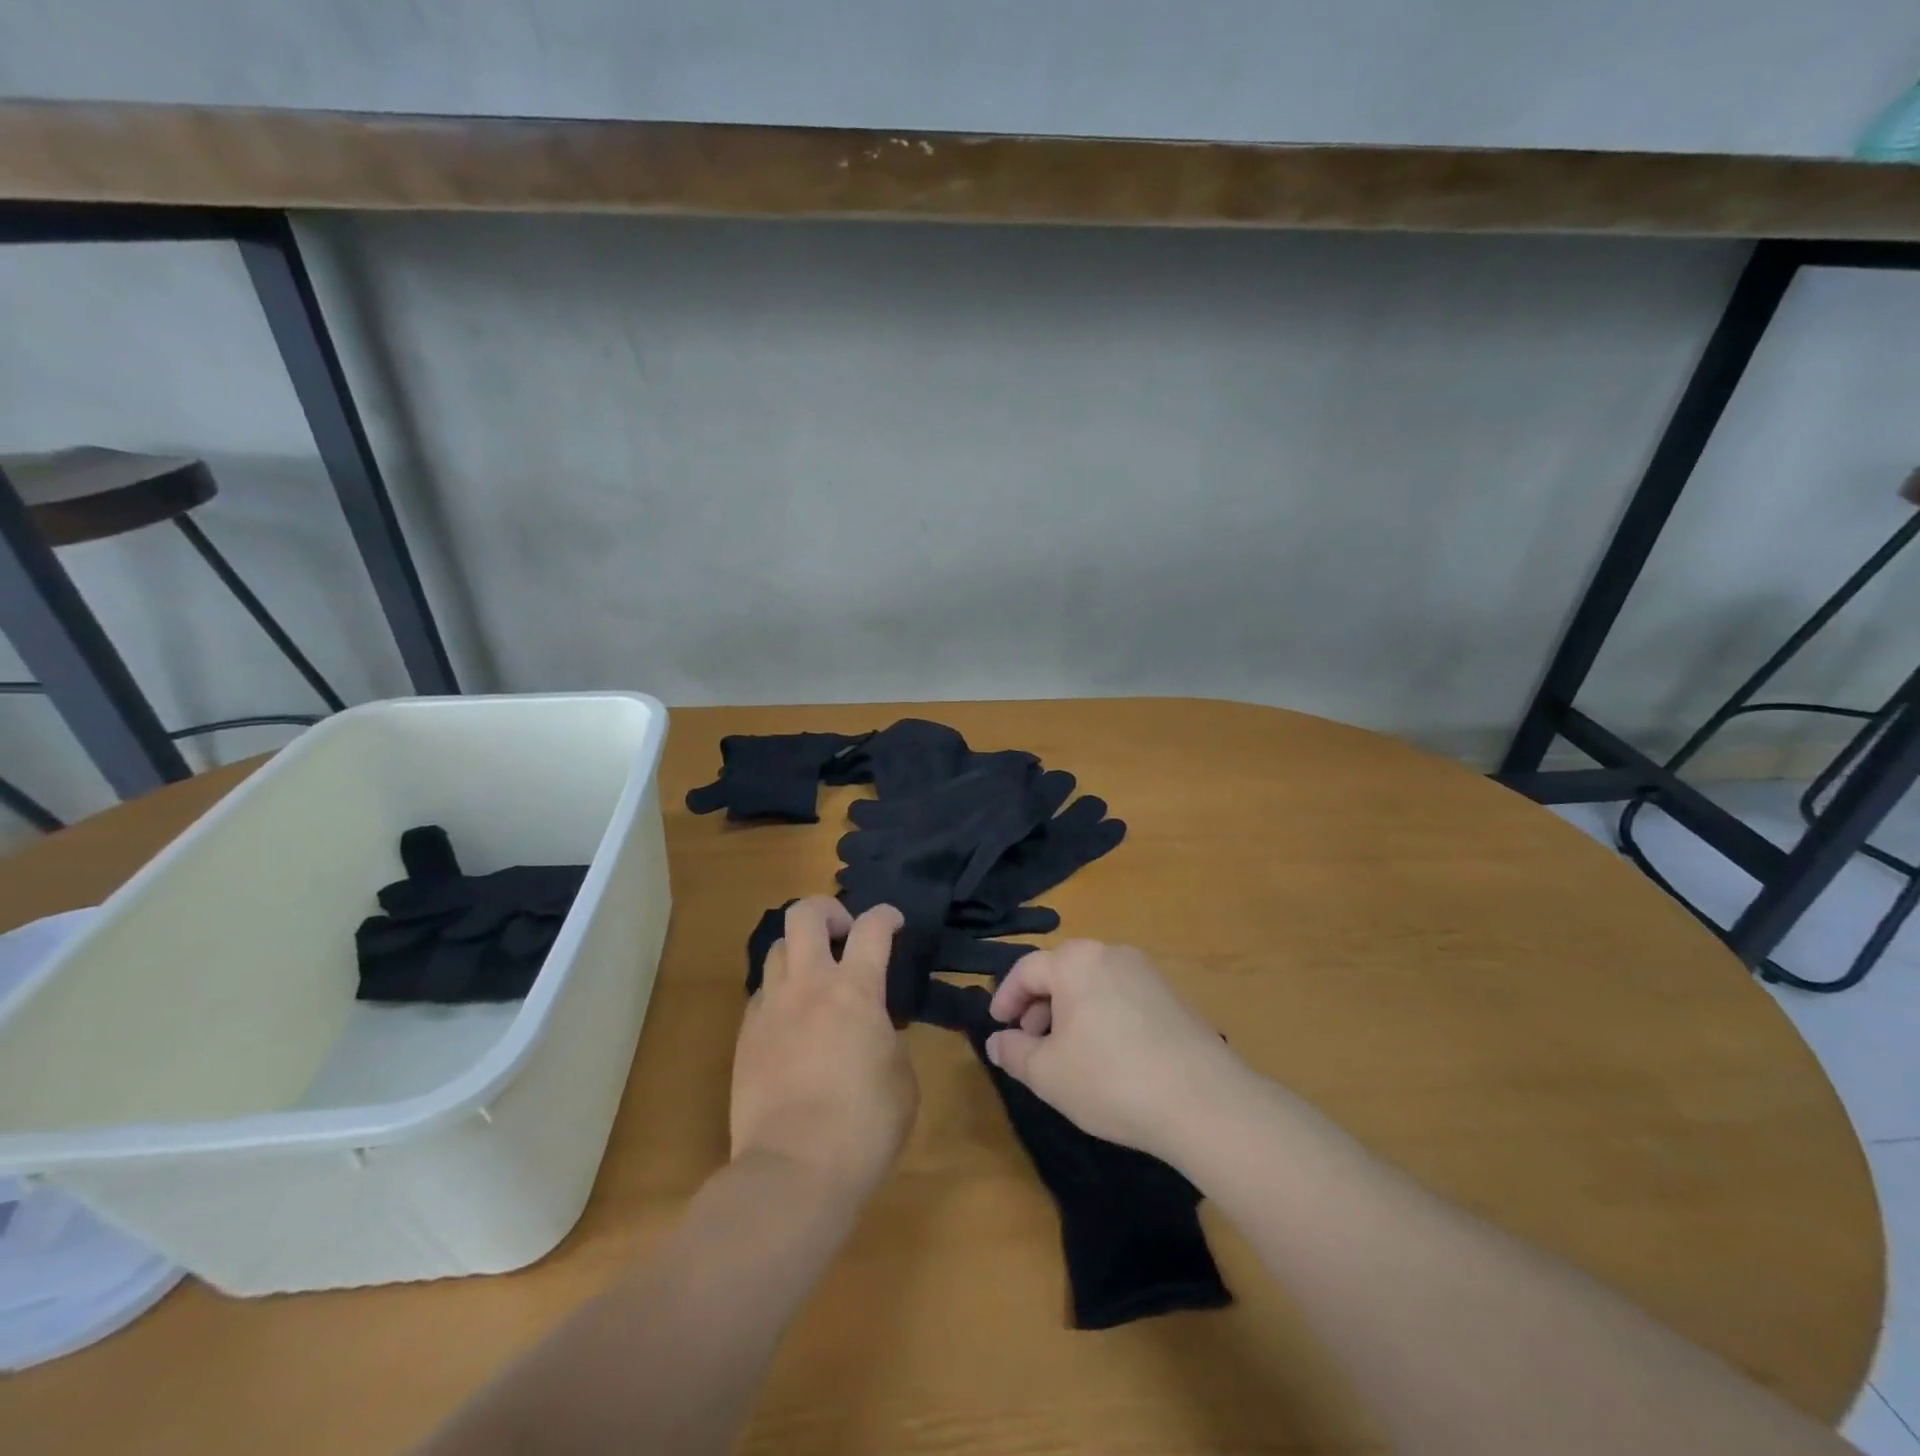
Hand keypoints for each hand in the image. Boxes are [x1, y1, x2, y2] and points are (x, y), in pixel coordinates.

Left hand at [730, 897, 918, 1197]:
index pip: (873, 927)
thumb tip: (875, 1030)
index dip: (887, 915)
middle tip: (844, 933)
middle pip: (805, 914)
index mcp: (855, 990)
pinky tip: (792, 1021)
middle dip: (828, 910)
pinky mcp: (746, 1037)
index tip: (894, 921)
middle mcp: (809, 985)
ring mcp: (771, 1008)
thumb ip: (890, 1040)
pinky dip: (780, 992)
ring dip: (800, 951)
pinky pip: (762, 994)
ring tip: (815, 977)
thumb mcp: (902, 1080)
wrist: (792, 1171)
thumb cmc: (863, 1126)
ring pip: (776, 948)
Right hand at [985, 940, 1246, 1161]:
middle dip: (1038, 1006)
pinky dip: (1101, 1016)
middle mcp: (1110, 953)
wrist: (1202, 1100)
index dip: (1005, 998)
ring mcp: (1145, 972)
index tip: (998, 1027)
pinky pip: (1120, 996)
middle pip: (1061, 971)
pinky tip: (1106, 1056)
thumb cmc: (1110, 1079)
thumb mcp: (1047, 1074)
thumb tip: (997, 1040)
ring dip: (1070, 1012)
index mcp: (1075, 961)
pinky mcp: (1170, 995)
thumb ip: (1014, 1052)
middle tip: (1031, 1044)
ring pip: (1091, 984)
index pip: (1026, 969)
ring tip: (1067, 1054)